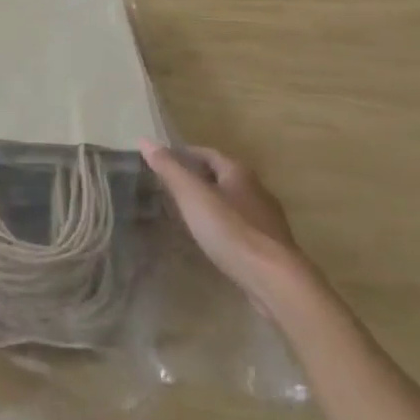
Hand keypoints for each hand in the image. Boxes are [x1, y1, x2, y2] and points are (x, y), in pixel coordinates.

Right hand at [140, 140, 304, 302]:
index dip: (185, 154)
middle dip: (197, 178)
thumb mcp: (192, 195)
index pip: (207, 153)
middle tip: (170, 187)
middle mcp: (256, 190)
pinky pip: (240, 226)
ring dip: (211, 203)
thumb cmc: (230, 230)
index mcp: (238, 172)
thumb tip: (145, 140)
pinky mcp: (269, 246)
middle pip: (221, 176)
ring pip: (232, 202)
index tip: (164, 161)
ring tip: (187, 213)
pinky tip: (211, 239)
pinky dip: (222, 226)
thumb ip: (169, 168)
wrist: (274, 279)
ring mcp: (265, 219)